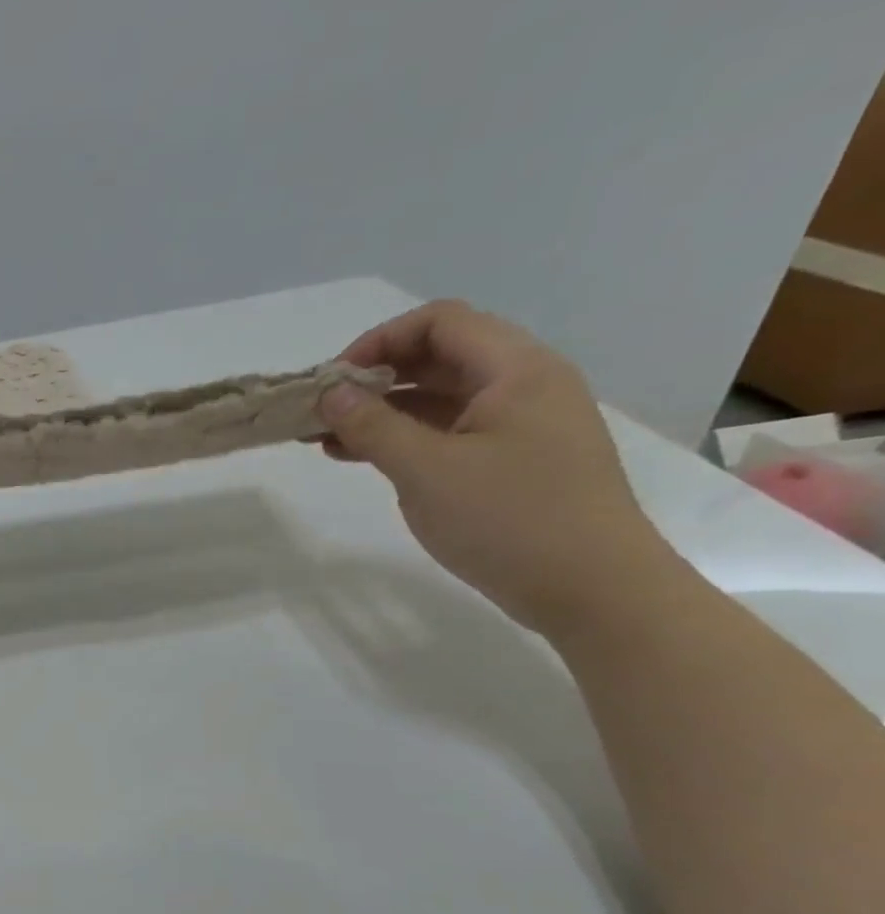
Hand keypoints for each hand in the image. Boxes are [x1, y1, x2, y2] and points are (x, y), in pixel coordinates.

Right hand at [320, 300, 678, 637]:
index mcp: (516, 370)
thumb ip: (373, 426)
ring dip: (383, 412)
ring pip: (441, 399)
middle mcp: (524, 385)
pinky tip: (367, 459)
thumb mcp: (427, 471)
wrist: (593, 591)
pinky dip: (406, 439)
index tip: (332, 382)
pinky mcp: (514, 462)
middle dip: (374, 379)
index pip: (439, 323)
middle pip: (439, 357)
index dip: (378, 341)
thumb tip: (331, 393)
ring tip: (328, 441)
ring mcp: (521, 426)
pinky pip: (451, 433)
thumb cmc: (510, 521)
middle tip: (321, 413)